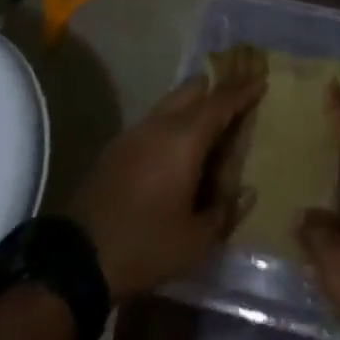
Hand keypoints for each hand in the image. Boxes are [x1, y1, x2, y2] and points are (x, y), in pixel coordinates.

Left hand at [70, 71, 264, 297]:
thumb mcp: (194, 240)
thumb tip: (247, 192)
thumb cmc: (145, 246)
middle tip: (238, 97)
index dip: (242, 91)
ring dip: (195, 104)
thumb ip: (225, 212)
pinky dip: (175, 120)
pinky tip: (180, 146)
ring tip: (212, 123)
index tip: (260, 80)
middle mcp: (160, 123)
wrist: (78, 258)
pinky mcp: (118, 146)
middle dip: (218, 88)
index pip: (220, 102)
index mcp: (184, 139)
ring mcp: (136, 131)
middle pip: (194, 89)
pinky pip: (156, 119)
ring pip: (172, 101)